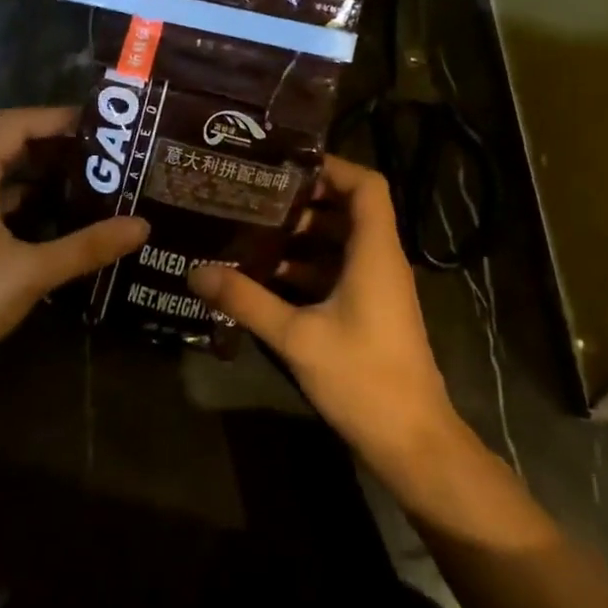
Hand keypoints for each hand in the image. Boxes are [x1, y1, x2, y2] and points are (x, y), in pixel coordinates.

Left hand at [0, 107, 148, 382]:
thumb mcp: (33, 271)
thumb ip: (87, 246)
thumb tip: (141, 226)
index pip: (13, 124)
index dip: (53, 118)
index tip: (94, 125)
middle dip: (42, 134)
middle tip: (87, 144)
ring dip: (29, 163)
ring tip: (76, 172)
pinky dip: (17, 192)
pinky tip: (49, 212)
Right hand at [188, 156, 466, 493]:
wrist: (412, 442)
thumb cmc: (363, 378)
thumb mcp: (296, 336)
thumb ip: (246, 301)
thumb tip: (195, 271)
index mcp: (374, 253)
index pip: (367, 186)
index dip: (331, 167)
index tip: (284, 165)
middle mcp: (380, 262)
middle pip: (347, 210)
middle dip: (301, 201)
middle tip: (252, 196)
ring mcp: (377, 288)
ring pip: (339, 243)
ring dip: (299, 237)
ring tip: (249, 231)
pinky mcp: (369, 312)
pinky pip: (336, 272)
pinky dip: (304, 268)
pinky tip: (264, 279)